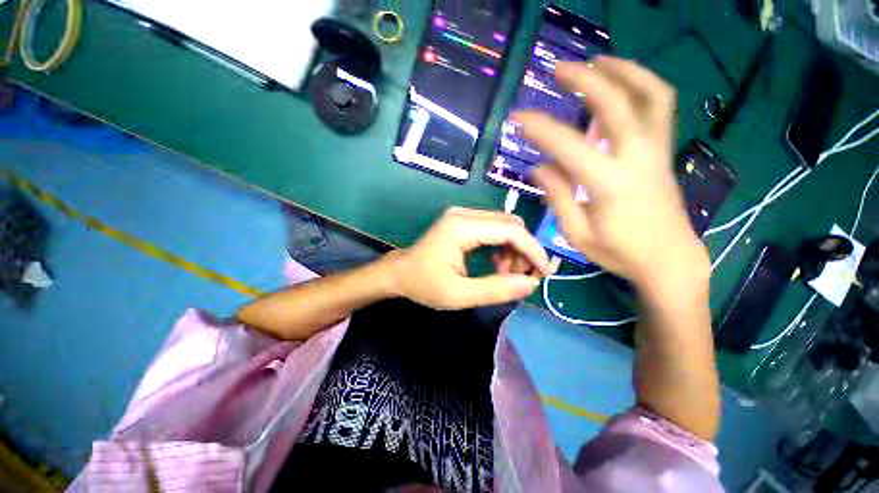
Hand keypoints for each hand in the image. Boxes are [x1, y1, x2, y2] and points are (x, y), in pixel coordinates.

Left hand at [385, 207, 549, 309]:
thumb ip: (495, 289)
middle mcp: (464, 213)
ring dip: (513, 250)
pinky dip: (502, 247)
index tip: (543, 273)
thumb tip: (530, 284)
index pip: (510, 230)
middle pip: (510, 224)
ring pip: (504, 226)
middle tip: (522, 277)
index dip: (532, 250)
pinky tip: (497, 265)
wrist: (399, 273)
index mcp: (461, 227)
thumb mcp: (459, 295)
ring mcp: (463, 215)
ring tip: (506, 275)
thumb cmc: (424, 284)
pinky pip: (493, 229)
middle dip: (524, 250)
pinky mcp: (463, 221)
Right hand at [515, 58, 709, 294]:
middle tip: (558, 69)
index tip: (518, 118)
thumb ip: (558, 196)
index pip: (568, 147)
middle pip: (616, 104)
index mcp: (609, 184)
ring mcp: (656, 151)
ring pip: (650, 95)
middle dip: (585, 80)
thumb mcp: (577, 233)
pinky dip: (643, 85)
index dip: (540, 129)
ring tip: (596, 61)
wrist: (669, 260)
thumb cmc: (619, 252)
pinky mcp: (663, 152)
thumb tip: (539, 167)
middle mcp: (637, 159)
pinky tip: (622, 82)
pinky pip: (660, 107)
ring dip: (623, 71)